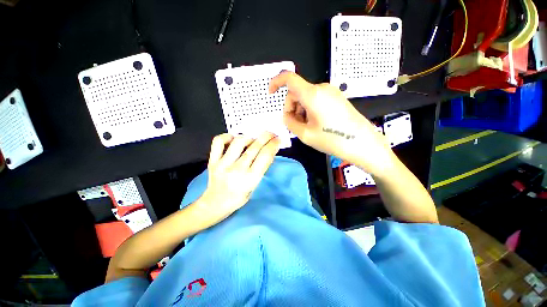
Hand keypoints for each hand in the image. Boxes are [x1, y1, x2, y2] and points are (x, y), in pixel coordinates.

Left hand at [199, 132, 279, 221]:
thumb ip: (261, 168)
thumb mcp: (255, 185)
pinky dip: (227, 136)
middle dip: (266, 137)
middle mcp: (237, 170)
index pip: (265, 156)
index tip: (278, 139)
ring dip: (249, 137)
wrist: (215, 203)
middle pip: (255, 147)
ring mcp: (223, 164)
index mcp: (250, 179)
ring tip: (252, 140)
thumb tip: (269, 150)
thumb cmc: (239, 197)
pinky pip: (219, 141)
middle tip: (271, 133)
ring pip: (239, 141)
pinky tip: (233, 139)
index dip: (273, 145)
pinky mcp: (212, 161)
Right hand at [269, 71, 394, 174]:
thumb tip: (286, 116)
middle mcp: (322, 89)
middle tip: (296, 126)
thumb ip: (289, 122)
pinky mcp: (336, 98)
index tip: (271, 93)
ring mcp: (331, 92)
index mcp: (312, 94)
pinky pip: (316, 100)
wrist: (362, 143)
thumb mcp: (305, 134)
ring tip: (308, 128)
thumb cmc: (333, 139)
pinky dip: (310, 110)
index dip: (276, 82)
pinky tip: (316, 124)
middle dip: (292, 108)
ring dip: (301, 111)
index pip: (289, 78)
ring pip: (306, 98)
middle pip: (297, 93)